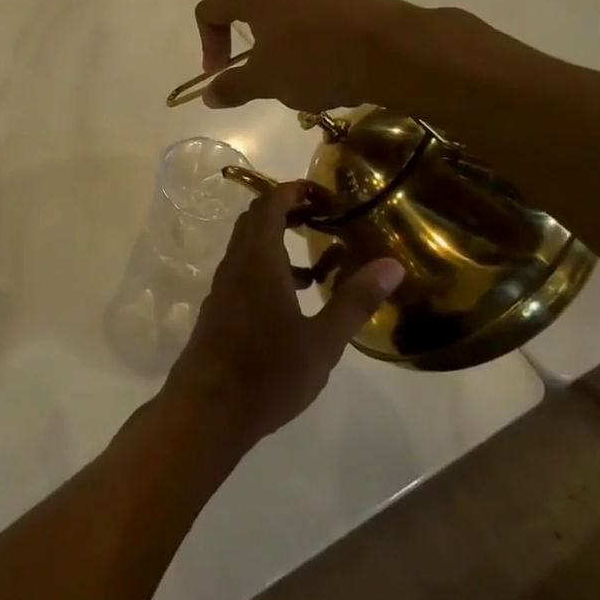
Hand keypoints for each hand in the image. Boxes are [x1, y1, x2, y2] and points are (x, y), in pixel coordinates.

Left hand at [162, 180, 404, 446]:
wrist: (208, 409)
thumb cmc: (268, 372)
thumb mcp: (322, 341)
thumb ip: (355, 300)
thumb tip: (391, 265)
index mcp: (258, 260)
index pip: (268, 205)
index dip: (292, 191)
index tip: (323, 193)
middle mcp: (235, 265)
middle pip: (255, 222)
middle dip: (286, 212)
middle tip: (324, 219)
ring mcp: (222, 288)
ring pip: (248, 250)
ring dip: (278, 244)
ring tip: (319, 262)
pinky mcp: (218, 310)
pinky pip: (243, 273)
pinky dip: (268, 270)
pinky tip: (294, 301)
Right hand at [194, 0, 414, 112]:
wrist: (390, 49)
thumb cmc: (312, 58)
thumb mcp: (264, 80)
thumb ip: (232, 86)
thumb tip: (209, 95)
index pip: (209, 11)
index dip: (208, 46)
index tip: (221, 75)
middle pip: (241, 6)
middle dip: (238, 42)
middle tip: (247, 72)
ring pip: (275, 10)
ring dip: (270, 42)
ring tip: (284, 74)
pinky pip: (304, 14)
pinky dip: (298, 39)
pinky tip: (315, 66)